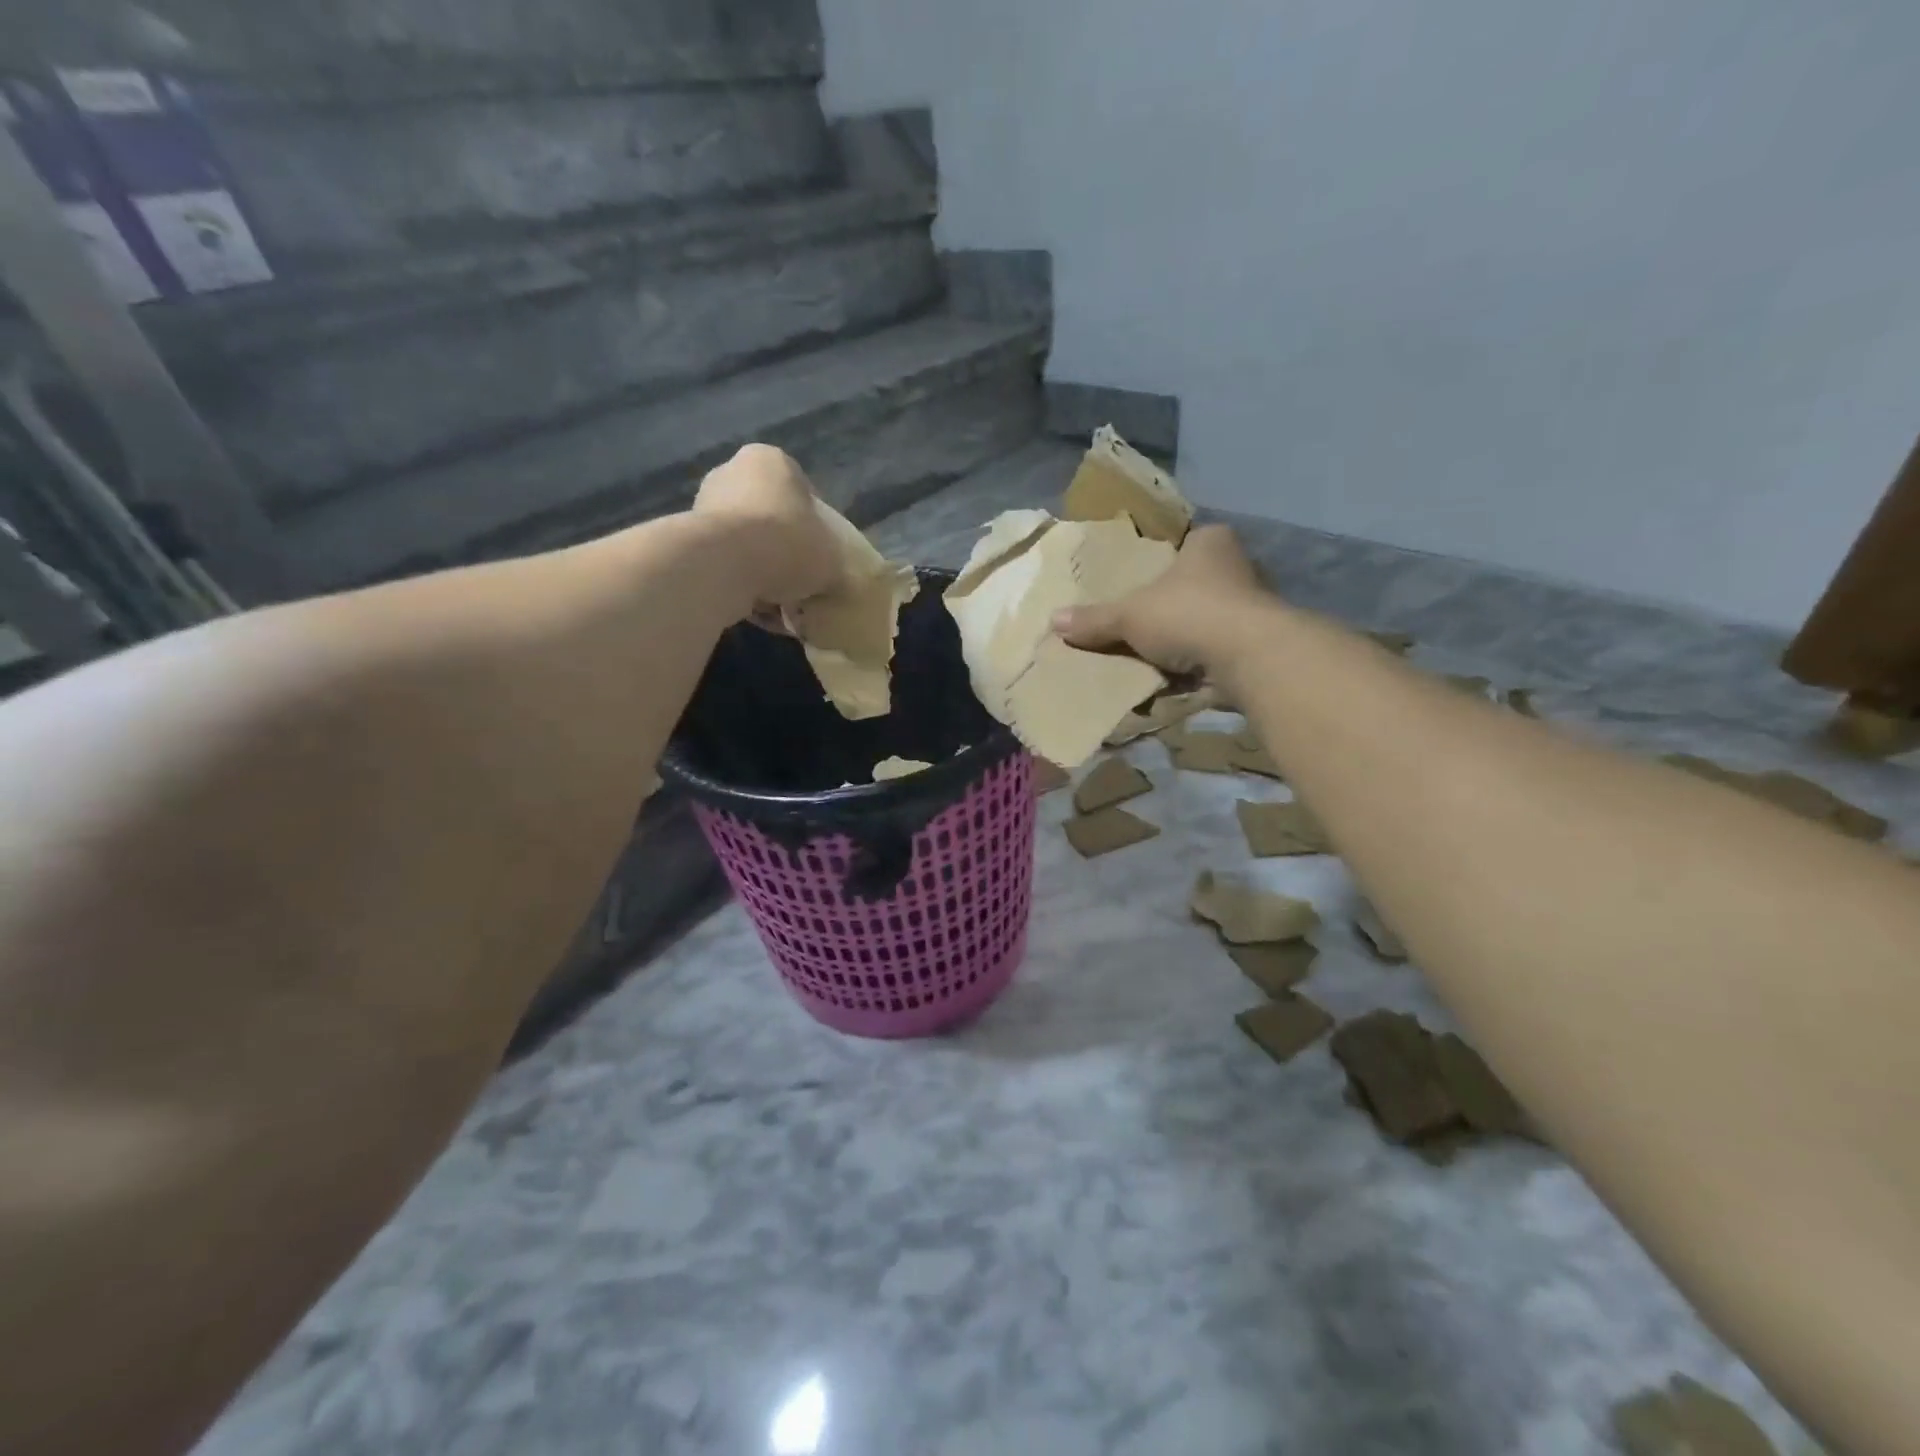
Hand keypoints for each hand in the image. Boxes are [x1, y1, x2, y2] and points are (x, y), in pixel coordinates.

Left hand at [692, 444, 840, 613]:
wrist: (724, 565)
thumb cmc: (788, 544)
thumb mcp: (831, 558)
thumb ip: (832, 563)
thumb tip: (829, 579)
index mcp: (771, 462)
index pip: (802, 492)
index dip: (816, 527)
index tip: (821, 556)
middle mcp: (732, 473)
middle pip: (769, 518)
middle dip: (783, 551)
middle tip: (800, 581)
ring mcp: (704, 506)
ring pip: (746, 546)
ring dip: (761, 573)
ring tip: (778, 604)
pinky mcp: (687, 540)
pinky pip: (725, 565)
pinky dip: (739, 586)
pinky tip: (755, 610)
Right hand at [1053, 524, 1276, 676]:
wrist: (1248, 656)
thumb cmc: (1187, 614)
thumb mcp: (1129, 615)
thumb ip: (1095, 619)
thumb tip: (1053, 620)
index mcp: (1211, 542)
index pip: (1187, 541)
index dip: (1165, 560)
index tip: (1145, 581)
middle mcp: (1239, 565)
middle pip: (1199, 580)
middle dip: (1177, 600)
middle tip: (1146, 617)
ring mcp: (1255, 605)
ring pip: (1213, 615)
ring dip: (1192, 632)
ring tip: (1160, 650)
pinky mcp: (1261, 642)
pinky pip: (1223, 646)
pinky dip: (1206, 658)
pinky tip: (1184, 672)